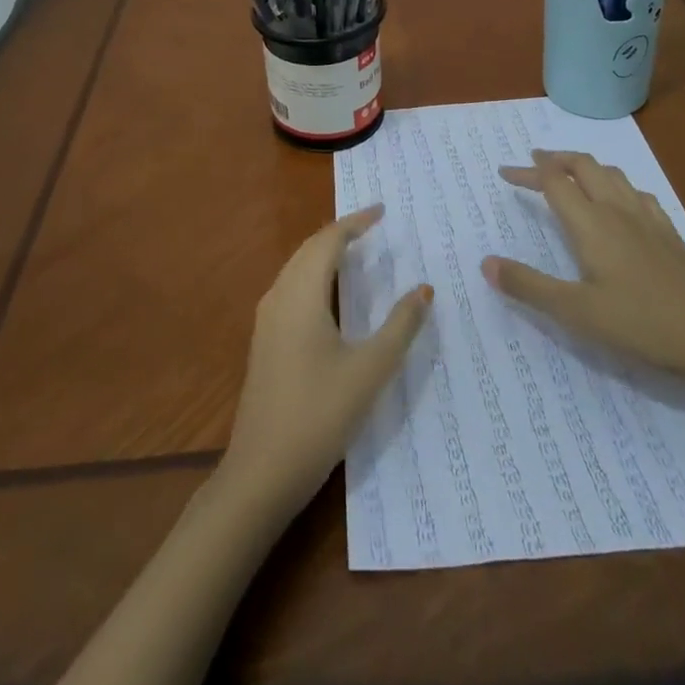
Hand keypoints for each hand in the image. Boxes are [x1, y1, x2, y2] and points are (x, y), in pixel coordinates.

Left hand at [219, 205, 432, 519]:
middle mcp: (279, 297)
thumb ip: (400, 327)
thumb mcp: (370, 370)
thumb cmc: (319, 415)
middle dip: (340, 232)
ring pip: (297, 268)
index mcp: (301, 294)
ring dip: (325, 252)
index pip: (328, 240)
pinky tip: (330, 294)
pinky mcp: (265, 341)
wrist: (260, 473)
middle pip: (309, 249)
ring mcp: (267, 320)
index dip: (356, 222)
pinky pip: (291, 287)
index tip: (382, 210)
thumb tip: (424, 290)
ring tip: (356, 250)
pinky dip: (314, 274)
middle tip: (373, 226)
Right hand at [481, 150, 684, 386]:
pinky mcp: (669, 232)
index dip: (527, 172)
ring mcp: (648, 218)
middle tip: (535, 162)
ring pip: (612, 174)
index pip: (553, 182)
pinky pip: (637, 191)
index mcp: (591, 223)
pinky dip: (615, 184)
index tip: (505, 172)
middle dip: (556, 159)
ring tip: (571, 174)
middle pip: (584, 165)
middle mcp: (617, 210)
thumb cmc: (638, 325)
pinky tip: (619, 201)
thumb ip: (529, 286)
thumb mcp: (575, 312)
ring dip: (585, 167)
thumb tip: (486, 263)